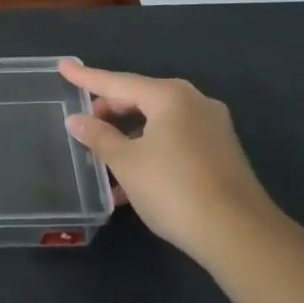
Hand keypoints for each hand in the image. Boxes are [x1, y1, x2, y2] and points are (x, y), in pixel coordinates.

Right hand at [59, 59, 279, 263]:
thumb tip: (76, 120)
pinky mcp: (221, 153)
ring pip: (158, 123)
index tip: (63, 66)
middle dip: (109, 111)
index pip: (117, 82)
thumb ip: (98, 137)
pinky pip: (175, 140)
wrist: (240, 236)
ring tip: (102, 157)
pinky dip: (150, 150)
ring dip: (129, 137)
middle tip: (83, 122)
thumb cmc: (173, 189)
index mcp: (169, 96)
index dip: (86, 77)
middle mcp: (194, 103)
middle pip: (140, 99)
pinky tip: (131, 180)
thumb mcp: (126, 163)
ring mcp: (213, 128)